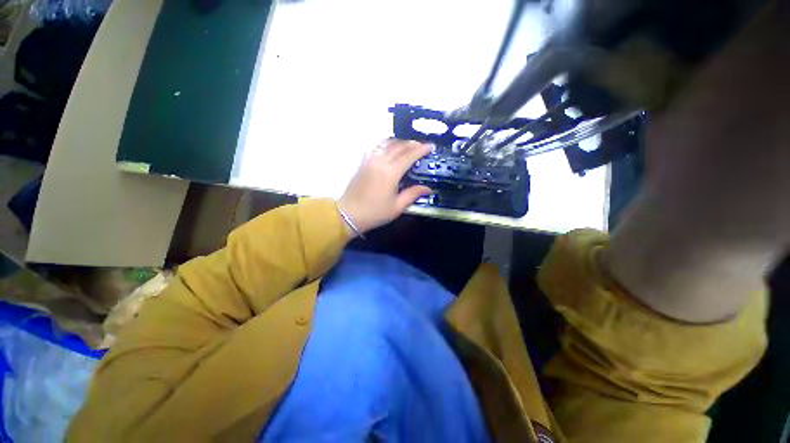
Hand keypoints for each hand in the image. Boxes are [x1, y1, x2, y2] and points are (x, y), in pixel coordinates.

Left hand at [337, 139, 432, 235]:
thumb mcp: (397, 207)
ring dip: (399, 142)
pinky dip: (385, 144)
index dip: (421, 149)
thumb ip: (413, 194)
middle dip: (412, 144)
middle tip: (421, 146)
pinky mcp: (362, 162)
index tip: (430, 146)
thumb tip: (428, 188)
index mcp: (390, 173)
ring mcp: (369, 160)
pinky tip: (389, 149)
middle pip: (398, 146)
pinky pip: (375, 147)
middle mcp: (379, 162)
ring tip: (407, 145)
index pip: (408, 155)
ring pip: (386, 143)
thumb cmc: (374, 213)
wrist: (348, 214)